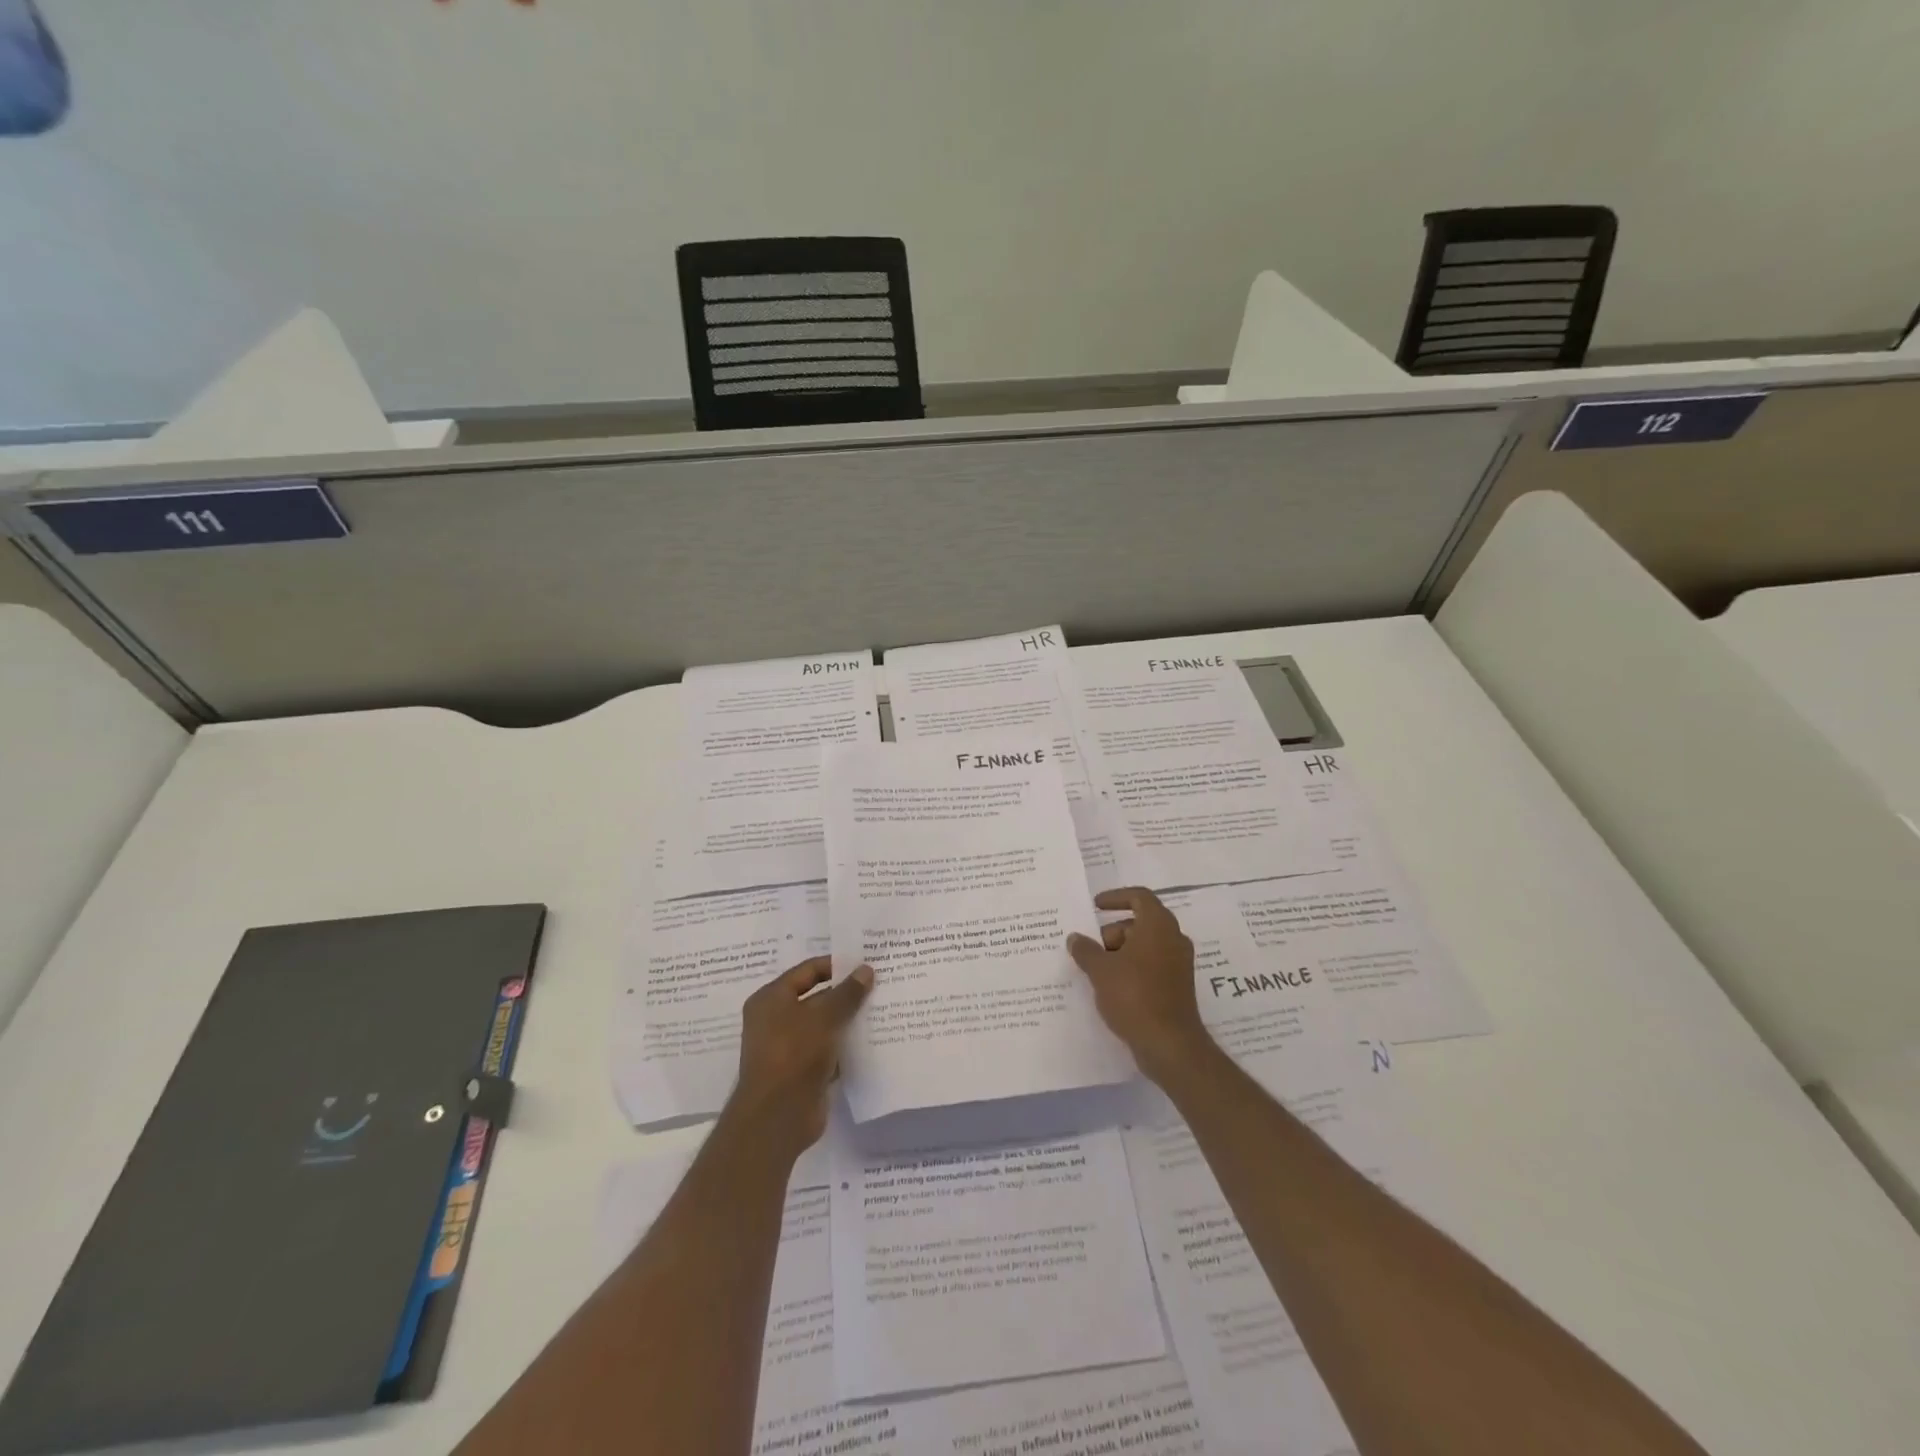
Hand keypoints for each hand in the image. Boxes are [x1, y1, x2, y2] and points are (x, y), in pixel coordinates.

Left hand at [726, 957, 872, 1158]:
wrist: (777, 1117)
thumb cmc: (794, 1054)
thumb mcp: (824, 1017)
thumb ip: (847, 993)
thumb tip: (866, 970)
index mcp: (771, 999)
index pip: (807, 971)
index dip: (836, 966)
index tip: (865, 964)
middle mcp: (776, 1020)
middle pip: (816, 998)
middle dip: (846, 994)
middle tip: (879, 985)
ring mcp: (788, 1048)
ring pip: (824, 1026)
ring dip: (848, 1021)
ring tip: (881, 1009)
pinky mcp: (802, 1072)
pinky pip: (828, 1050)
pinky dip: (846, 1046)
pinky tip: (872, 1041)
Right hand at [1067, 888, 1215, 1082]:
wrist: (1170, 1044)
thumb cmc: (1134, 996)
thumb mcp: (1100, 970)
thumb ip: (1085, 950)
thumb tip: (1075, 938)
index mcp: (1158, 926)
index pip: (1139, 896)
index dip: (1115, 897)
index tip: (1095, 906)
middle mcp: (1173, 939)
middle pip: (1140, 923)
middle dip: (1113, 932)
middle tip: (1091, 949)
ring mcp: (1179, 964)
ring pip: (1145, 946)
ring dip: (1120, 952)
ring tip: (1097, 971)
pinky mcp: (1178, 986)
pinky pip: (1151, 966)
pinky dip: (1132, 968)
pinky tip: (1111, 987)